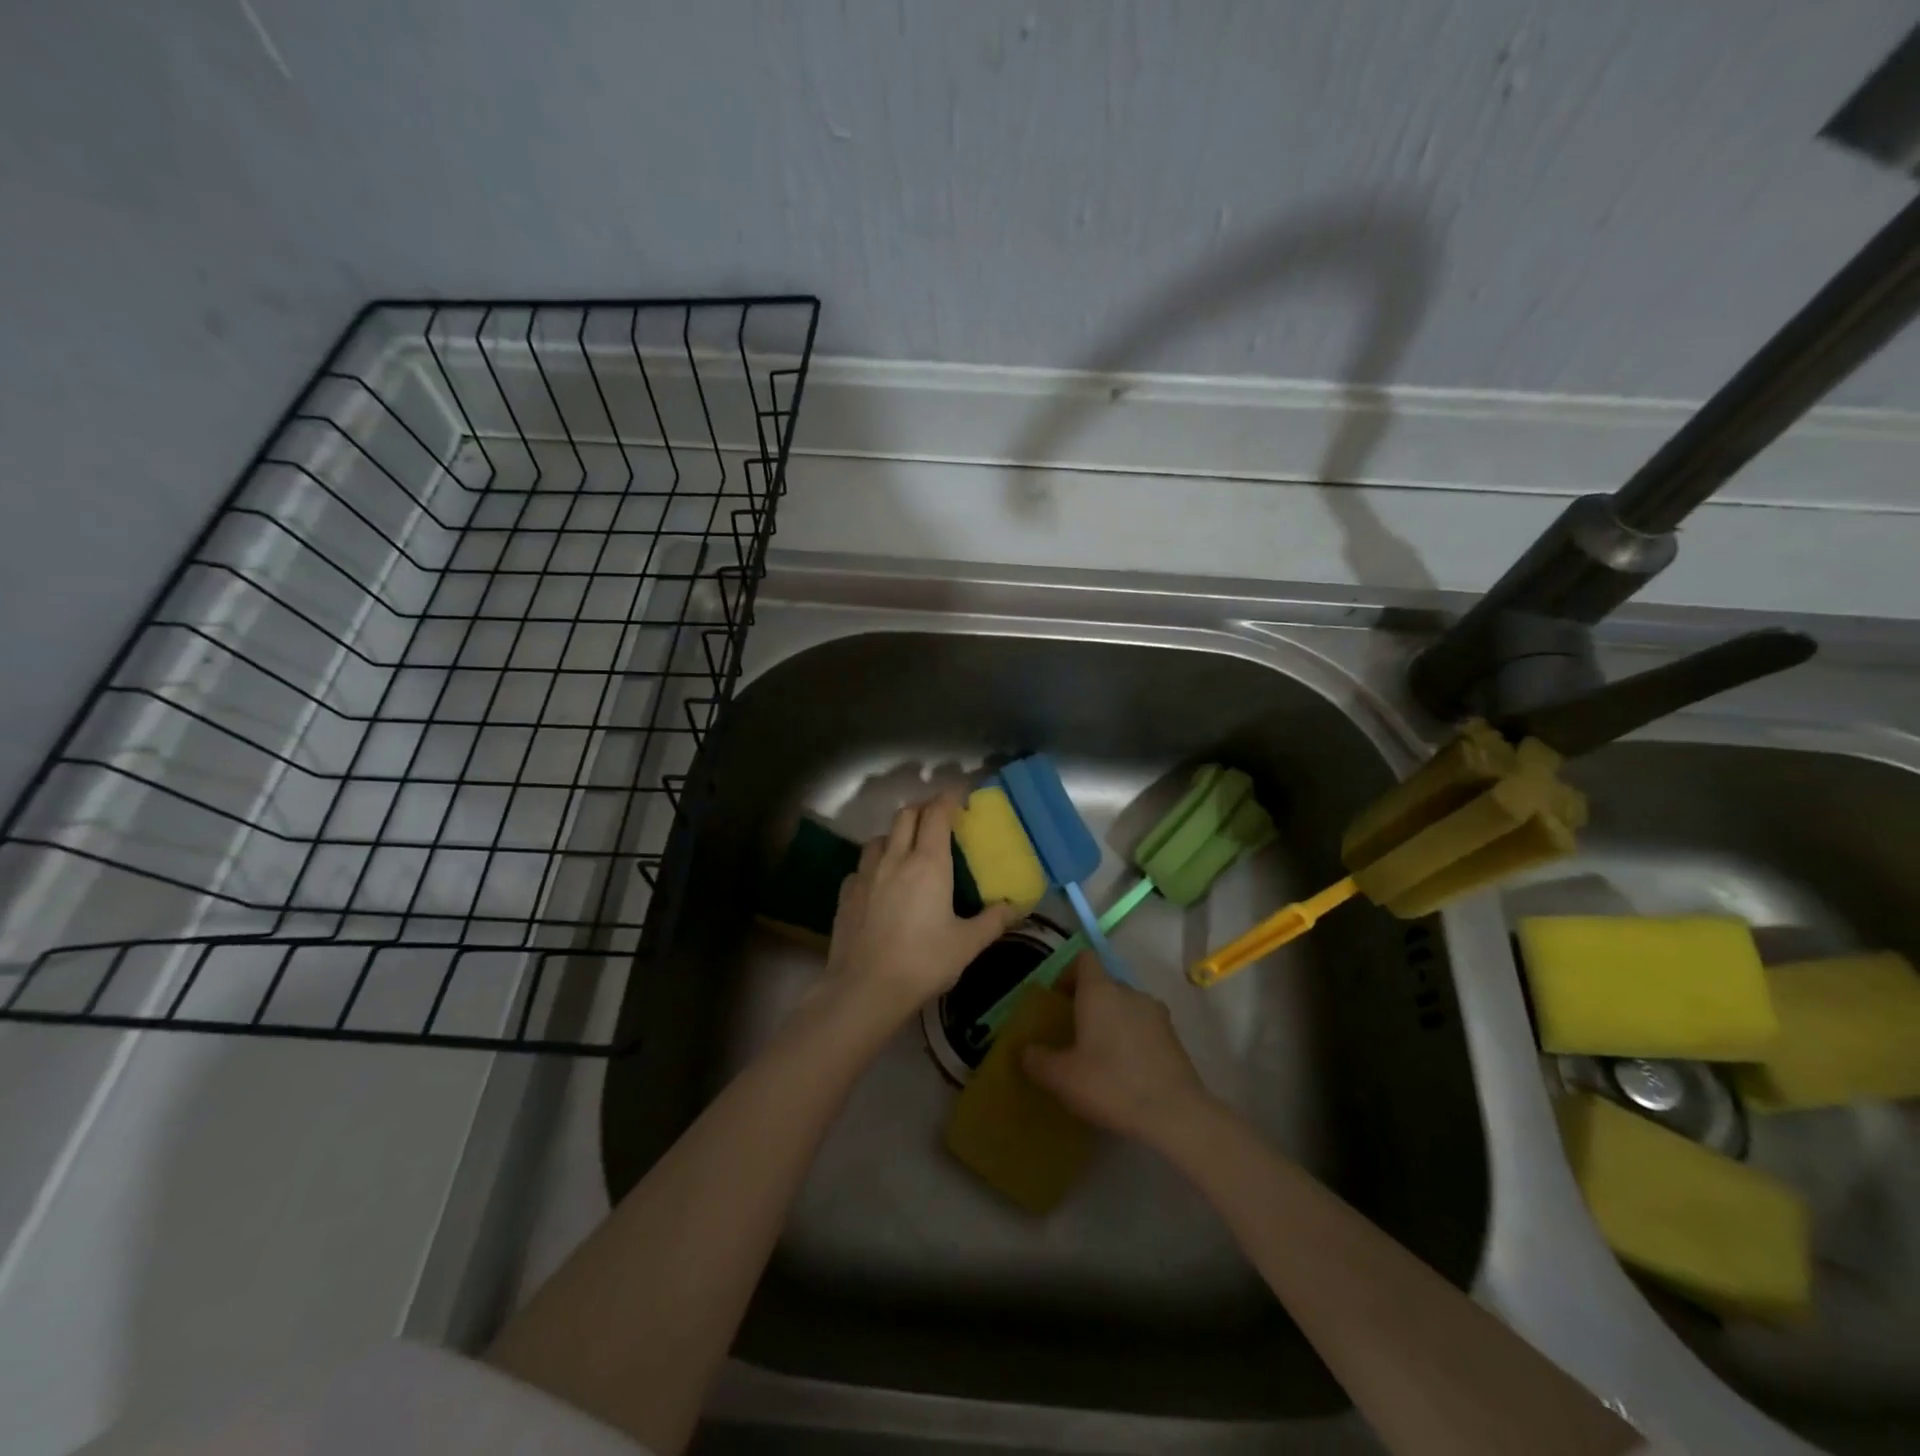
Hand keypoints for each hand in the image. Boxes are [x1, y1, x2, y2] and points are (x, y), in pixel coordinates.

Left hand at [823, 794, 1019, 1021]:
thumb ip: (994, 920)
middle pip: (905, 815)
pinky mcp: (846, 893)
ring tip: (908, 850)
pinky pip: (862, 866)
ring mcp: (866, 874)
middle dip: (923, 808)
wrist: (864, 989)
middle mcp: (895, 859)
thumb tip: (1016, 906)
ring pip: (880, 837)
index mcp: (928, 863)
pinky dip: (875, 865)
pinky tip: (880, 884)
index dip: (949, 797)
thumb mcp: (967, 944)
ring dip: (897, 835)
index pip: (937, 813)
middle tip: (939, 819)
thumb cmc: (922, 962)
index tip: (961, 794)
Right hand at [1022, 954, 1218, 1147]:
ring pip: (1126, 1005)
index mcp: (1100, 991)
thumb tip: (1026, 1050)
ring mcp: (1156, 1013)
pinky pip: (1144, 1026)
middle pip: (1105, 983)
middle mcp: (1129, 992)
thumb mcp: (1061, 1077)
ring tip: (1101, 1054)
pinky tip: (1126, 1070)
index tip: (1058, 999)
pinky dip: (1133, 1038)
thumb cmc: (1111, 1084)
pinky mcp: (1174, 1036)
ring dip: (1112, 1021)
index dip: (1068, 973)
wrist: (1175, 1114)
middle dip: (1089, 1002)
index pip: (1084, 959)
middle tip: (1075, 1033)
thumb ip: (1037, 1059)